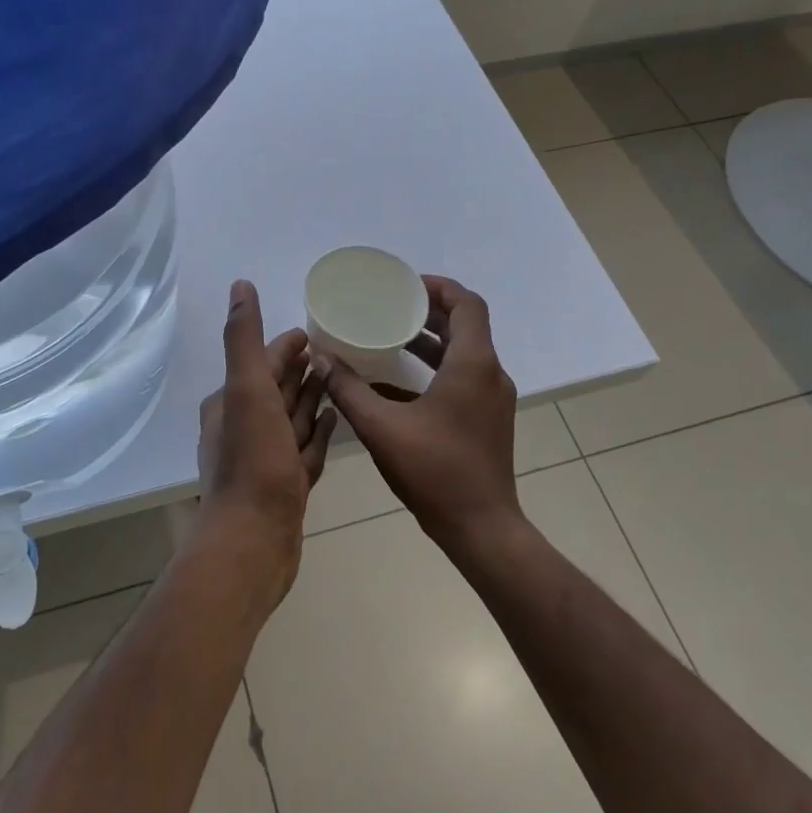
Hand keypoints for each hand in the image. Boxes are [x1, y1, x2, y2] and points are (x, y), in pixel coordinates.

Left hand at [195, 280, 336, 606]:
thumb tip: (240, 285)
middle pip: (277, 388)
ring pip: (293, 418)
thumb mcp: (246, 389)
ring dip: (312, 398)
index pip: (261, 363)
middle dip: (300, 369)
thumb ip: (242, 338)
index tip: (313, 331)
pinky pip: (306, 448)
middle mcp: (243, 428)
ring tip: (340, 379)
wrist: (254, 540)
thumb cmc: (253, 460)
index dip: (285, 346)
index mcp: (230, 403)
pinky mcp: (286, 485)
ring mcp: (266, 459)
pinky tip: (338, 420)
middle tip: (335, 350)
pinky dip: (319, 432)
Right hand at [322, 276, 520, 556]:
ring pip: (464, 353)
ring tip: (390, 335)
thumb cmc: (435, 472)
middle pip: (465, 325)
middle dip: (429, 311)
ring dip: (431, 340)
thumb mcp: (381, 427)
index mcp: (473, 365)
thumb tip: (320, 358)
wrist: (480, 527)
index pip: (467, 304)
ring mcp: (491, 399)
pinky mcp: (487, 419)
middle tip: (390, 306)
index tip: (405, 285)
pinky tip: (396, 382)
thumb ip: (348, 389)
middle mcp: (489, 374)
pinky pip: (462, 378)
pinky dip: (434, 369)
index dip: (439, 287)